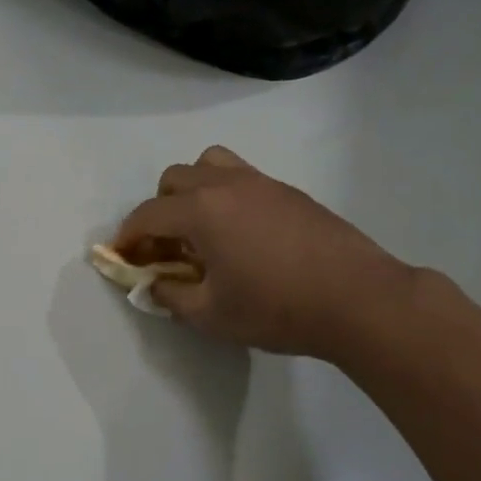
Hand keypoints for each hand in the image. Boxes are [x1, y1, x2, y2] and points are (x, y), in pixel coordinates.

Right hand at [115, 147, 415, 361]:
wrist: (357, 299)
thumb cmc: (276, 309)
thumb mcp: (211, 315)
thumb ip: (170, 297)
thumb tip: (152, 286)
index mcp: (201, 211)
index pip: (148, 214)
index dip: (128, 236)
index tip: (122, 257)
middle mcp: (226, 185)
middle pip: (174, 179)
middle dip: (158, 210)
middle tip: (166, 247)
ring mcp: (261, 183)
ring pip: (210, 165)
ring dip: (193, 190)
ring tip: (201, 229)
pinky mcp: (288, 191)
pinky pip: (242, 178)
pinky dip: (225, 196)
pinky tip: (241, 235)